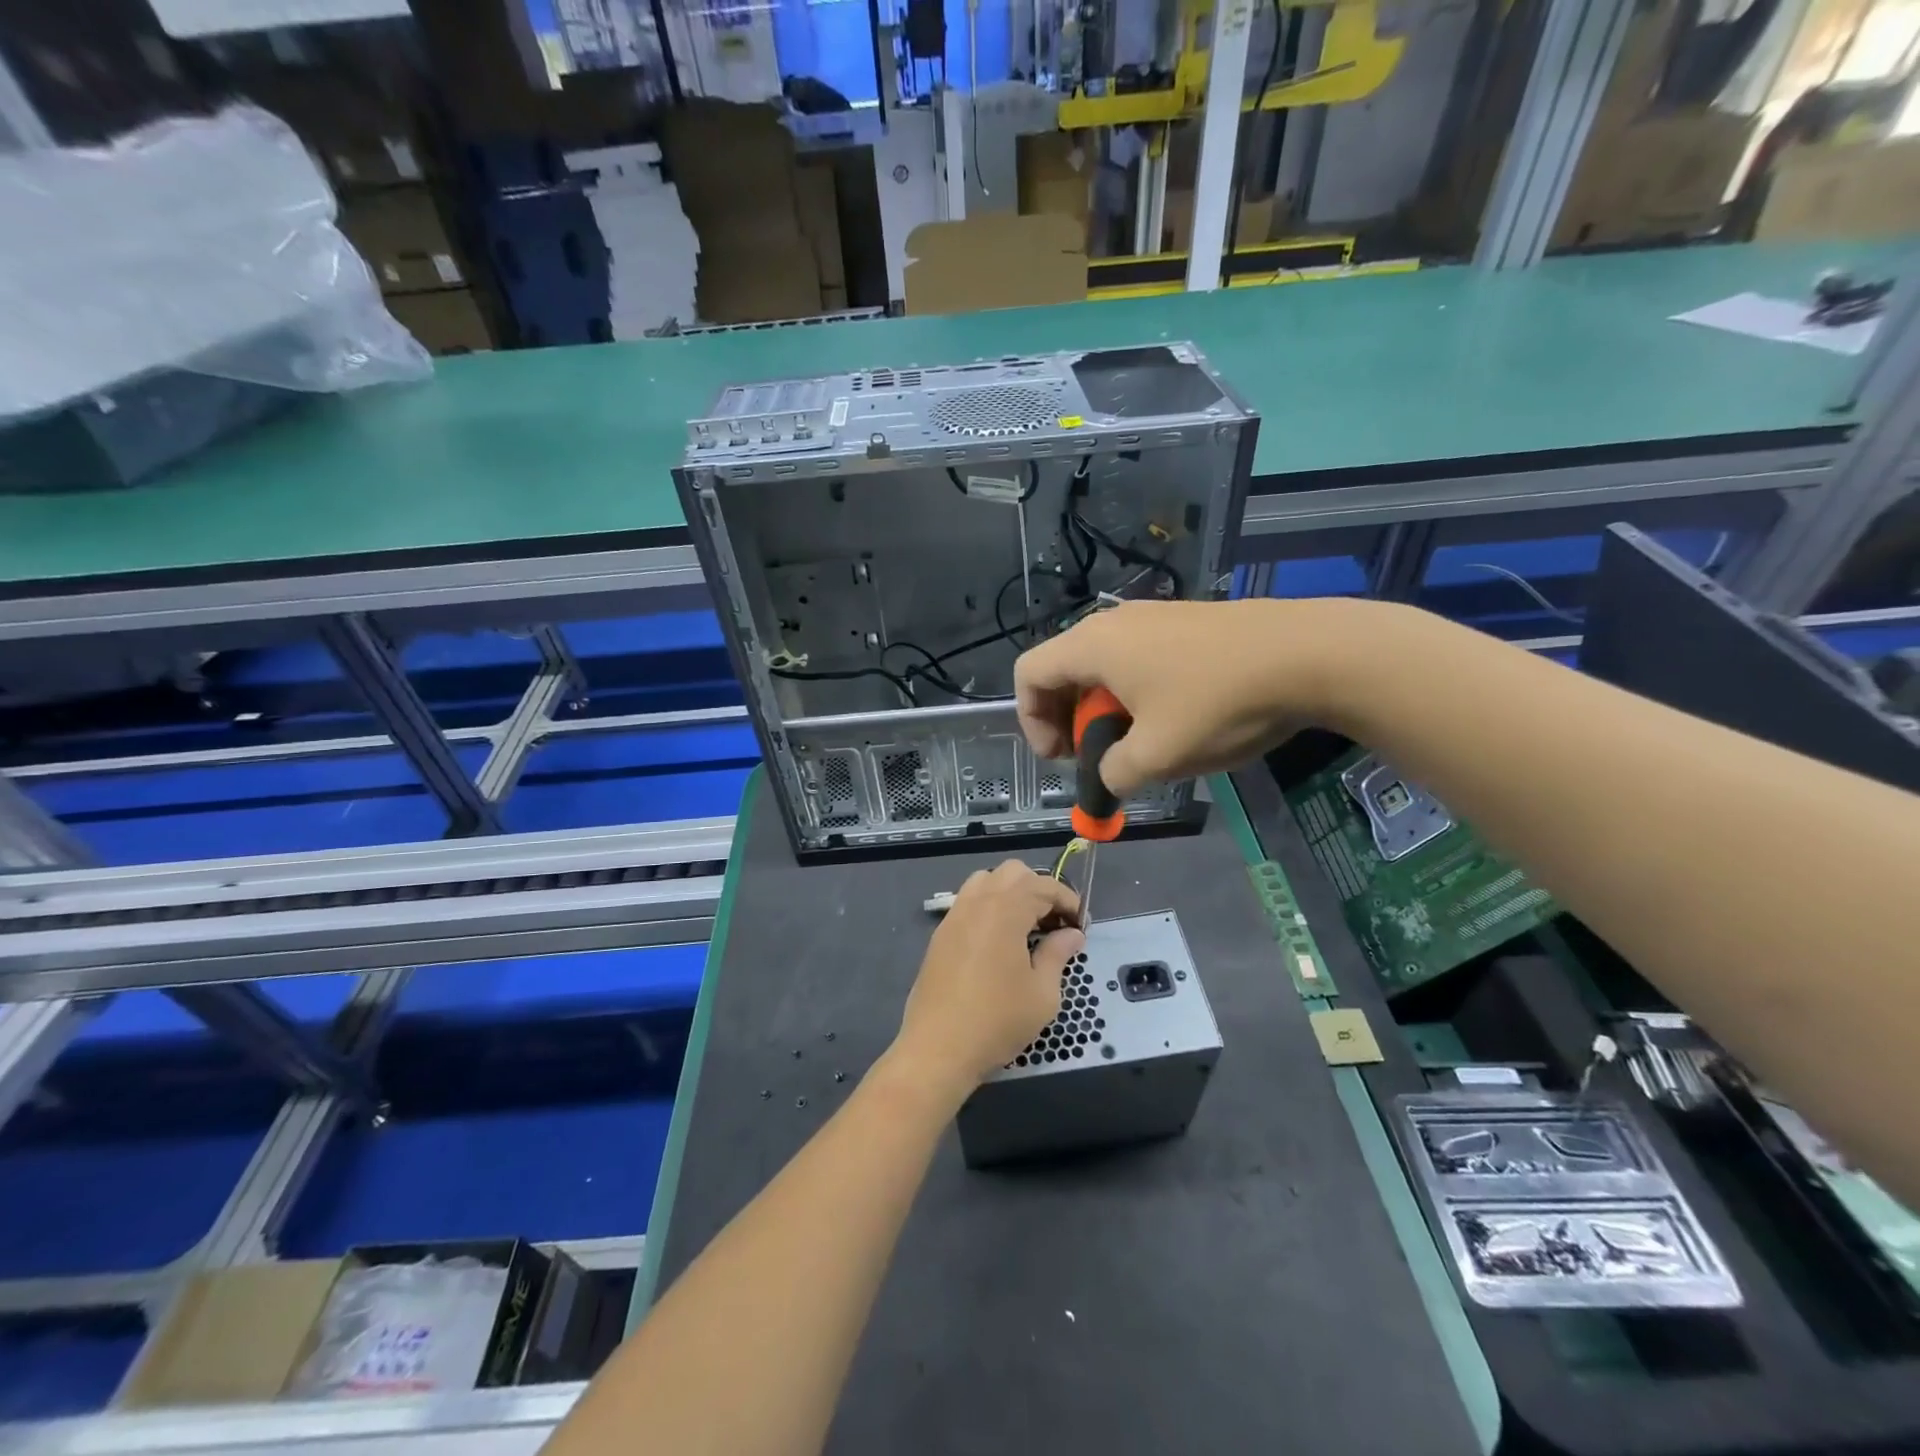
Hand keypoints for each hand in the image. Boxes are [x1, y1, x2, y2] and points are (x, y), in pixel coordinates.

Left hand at [891, 861, 1083, 1100]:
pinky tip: (999, 942)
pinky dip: (989, 907)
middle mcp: (977, 902)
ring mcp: (954, 916)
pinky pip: (968, 902)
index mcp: (1005, 910)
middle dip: (1039, 889)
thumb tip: (1072, 934)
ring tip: (1026, 927)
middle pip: (1013, 873)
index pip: (1043, 886)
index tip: (1080, 925)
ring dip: (1011, 893)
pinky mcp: (941, 934)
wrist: (938, 1048)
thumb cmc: (997, 1021)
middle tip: (1054, 923)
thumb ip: (1058, 954)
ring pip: (986, 881)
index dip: (1067, 901)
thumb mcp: (1042, 993)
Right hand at [1013, 598, 1365, 794]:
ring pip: (1103, 667)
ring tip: (1139, 744)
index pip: (1028, 675)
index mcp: (1092, 646)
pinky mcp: (1185, 622)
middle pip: (1063, 670)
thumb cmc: (1218, 704)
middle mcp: (1113, 623)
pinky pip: (1137, 659)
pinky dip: (1136, 694)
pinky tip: (1175, 720)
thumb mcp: (1157, 757)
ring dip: (1104, 710)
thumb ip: (1114, 774)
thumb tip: (1111, 775)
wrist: (1308, 654)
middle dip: (1069, 720)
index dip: (1032, 722)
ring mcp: (1152, 617)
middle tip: (1095, 756)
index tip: (1063, 759)